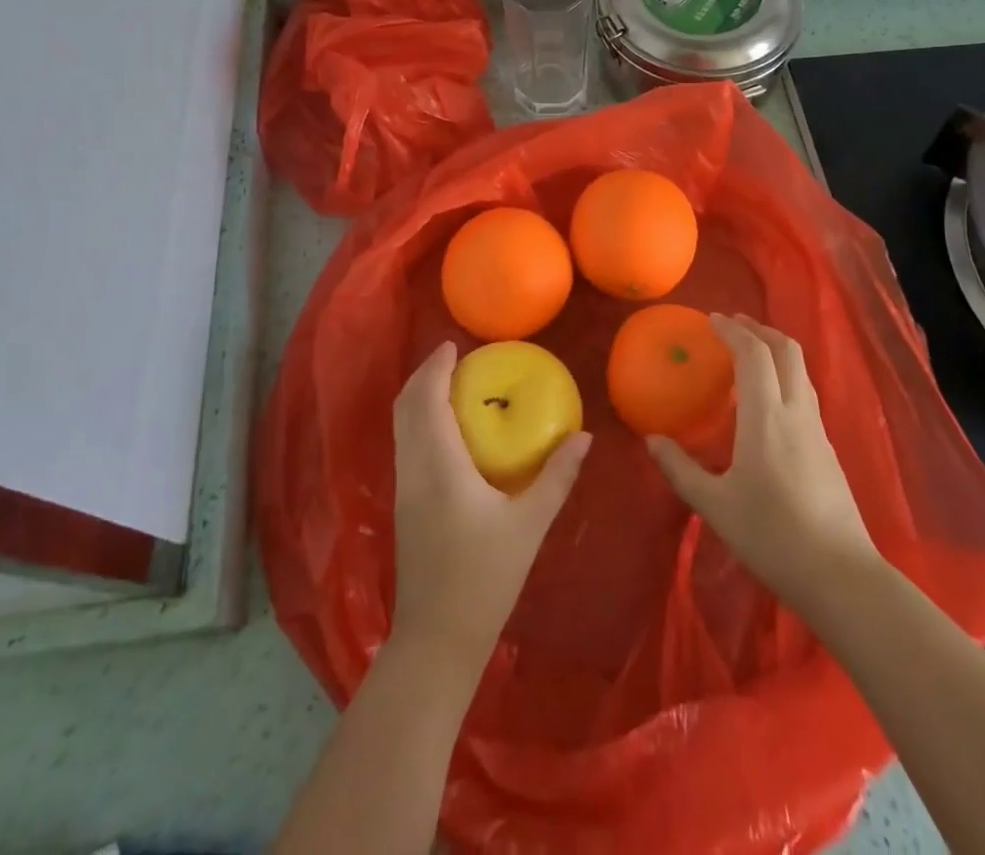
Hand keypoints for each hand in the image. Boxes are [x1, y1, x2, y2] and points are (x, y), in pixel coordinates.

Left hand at [391, 342, 590, 670]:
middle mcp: (414, 469)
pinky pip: (406, 444)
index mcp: (440, 465)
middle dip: (424, 376)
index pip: (427, 399)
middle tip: (454, 360)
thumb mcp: (529, 525)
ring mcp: (404, 488)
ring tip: (452, 386)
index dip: (435, 367)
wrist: (437, 640)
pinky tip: (447, 430)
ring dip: (419, 397)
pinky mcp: (404, 505)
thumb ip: (557, 477)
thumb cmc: (485, 578)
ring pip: (401, 426)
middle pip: (405, 406)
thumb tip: (583, 436)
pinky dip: (420, 421)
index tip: (453, 345)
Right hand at [648, 315, 875, 609]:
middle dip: (760, 329)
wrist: (840, 576)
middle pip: (786, 350)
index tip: (711, 320)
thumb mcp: (714, 505)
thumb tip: (652, 440)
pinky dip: (785, 375)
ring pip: (800, 370)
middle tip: (733, 325)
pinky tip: (769, 399)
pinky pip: (805, 392)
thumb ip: (680, 468)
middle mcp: (796, 412)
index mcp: (766, 417)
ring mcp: (817, 429)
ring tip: (750, 352)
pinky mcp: (828, 448)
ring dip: (775, 349)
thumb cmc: (771, 536)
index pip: (753, 354)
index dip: (733, 330)